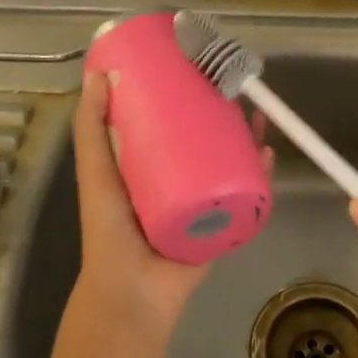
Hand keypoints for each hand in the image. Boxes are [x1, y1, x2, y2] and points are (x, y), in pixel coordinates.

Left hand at [71, 71, 269, 336]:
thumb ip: (91, 129)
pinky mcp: (224, 222)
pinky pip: (246, 193)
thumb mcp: (95, 171)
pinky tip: (267, 153)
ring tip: (256, 115)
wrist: (134, 291)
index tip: (195, 67)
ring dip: (246, 137)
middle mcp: (178, 180)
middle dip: (222, 112)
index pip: (169, 122)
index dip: (183, 94)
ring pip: (230, 161)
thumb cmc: (110, 229)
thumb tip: (97, 75)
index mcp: (147, 166)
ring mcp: (203, 201)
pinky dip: (260, 173)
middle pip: (206, 138)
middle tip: (234, 88)